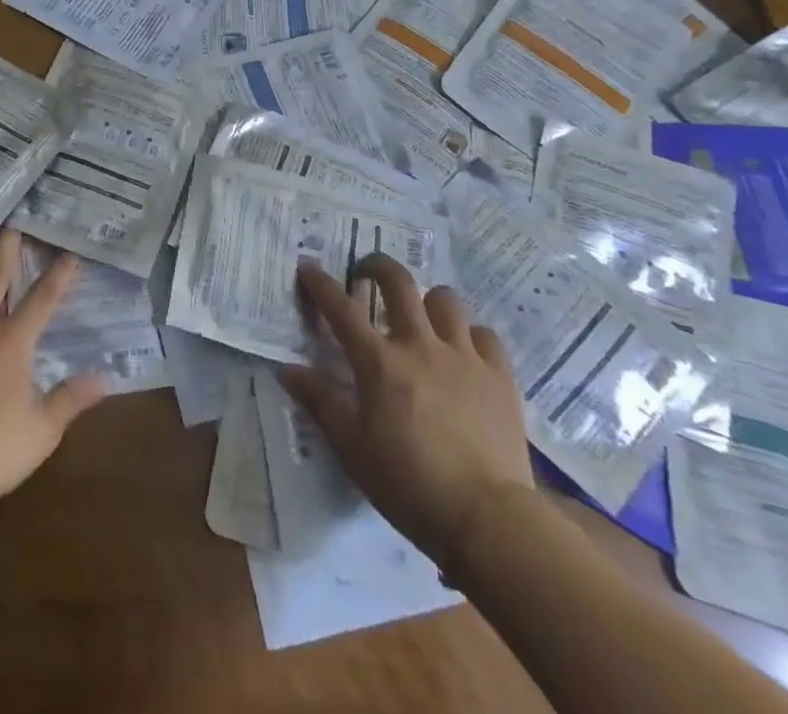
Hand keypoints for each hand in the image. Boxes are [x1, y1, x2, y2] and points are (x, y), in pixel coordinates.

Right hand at [282, 255, 532, 567]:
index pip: (340, 308)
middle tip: (366, 274)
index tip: (307, 267)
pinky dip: (470, 336)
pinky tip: (463, 354)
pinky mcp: (500, 376)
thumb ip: (320, 402)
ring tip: (421, 318)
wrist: (488, 520)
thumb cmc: (409, 484)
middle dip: (376, 266)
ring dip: (427, 302)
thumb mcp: (352, 448)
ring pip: (445, 300)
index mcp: (379, 362)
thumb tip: (287, 370)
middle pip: (398, 282)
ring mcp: (464, 357)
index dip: (319, 283)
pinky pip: (484, 335)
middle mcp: (420, 345)